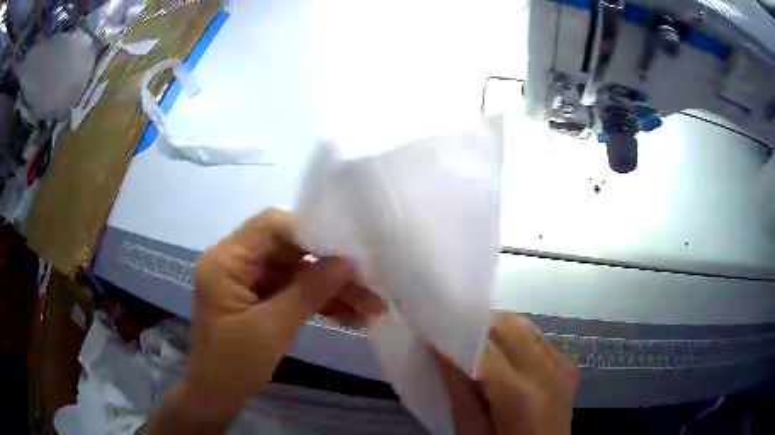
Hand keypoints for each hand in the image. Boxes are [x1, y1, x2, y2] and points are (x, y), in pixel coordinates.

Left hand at [147, 209, 385, 431]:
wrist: (217, 396)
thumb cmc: (235, 365)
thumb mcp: (274, 328)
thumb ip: (311, 290)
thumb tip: (349, 261)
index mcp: (226, 260)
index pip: (271, 226)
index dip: (311, 233)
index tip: (350, 252)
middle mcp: (235, 261)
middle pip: (289, 249)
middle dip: (331, 268)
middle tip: (370, 284)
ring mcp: (248, 280)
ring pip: (297, 272)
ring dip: (332, 289)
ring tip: (371, 308)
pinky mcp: (259, 297)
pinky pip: (293, 291)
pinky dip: (320, 303)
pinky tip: (352, 317)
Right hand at [435, 312, 578, 434]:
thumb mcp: (472, 432)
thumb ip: (458, 392)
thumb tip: (439, 350)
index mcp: (518, 394)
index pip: (483, 347)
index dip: (457, 336)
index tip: (436, 333)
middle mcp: (545, 372)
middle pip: (508, 327)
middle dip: (478, 326)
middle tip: (454, 337)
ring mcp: (561, 367)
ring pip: (525, 327)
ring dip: (499, 330)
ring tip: (478, 346)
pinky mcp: (568, 368)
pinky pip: (540, 340)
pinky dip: (519, 340)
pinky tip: (506, 358)